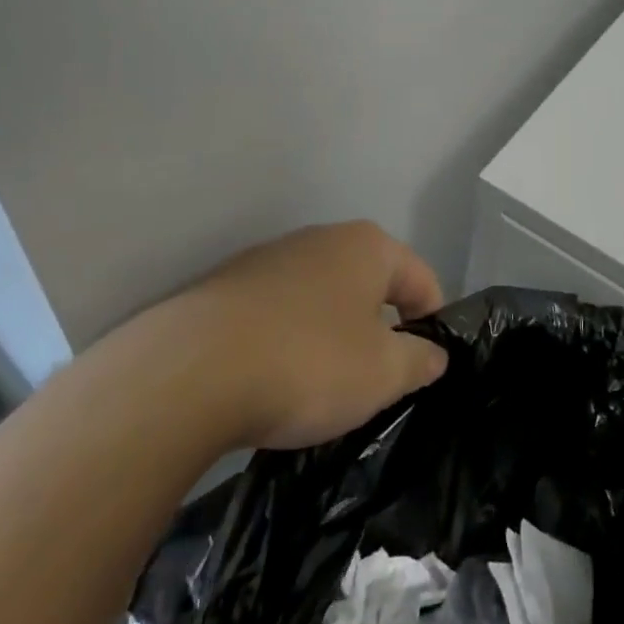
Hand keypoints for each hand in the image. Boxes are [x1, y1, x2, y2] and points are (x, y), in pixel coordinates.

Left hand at [179, 221, 449, 450]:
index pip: (421, 279)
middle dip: (378, 328)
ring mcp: (270, 257)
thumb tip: (434, 354)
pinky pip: (277, 311)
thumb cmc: (307, 363)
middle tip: (374, 381)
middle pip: (369, 283)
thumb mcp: (382, 374)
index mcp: (367, 245)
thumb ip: (419, 361)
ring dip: (331, 333)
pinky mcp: (228, 285)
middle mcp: (321, 238)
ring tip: (319, 385)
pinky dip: (287, 338)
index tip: (423, 368)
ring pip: (321, 296)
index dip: (432, 323)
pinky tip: (271, 378)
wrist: (190, 372)